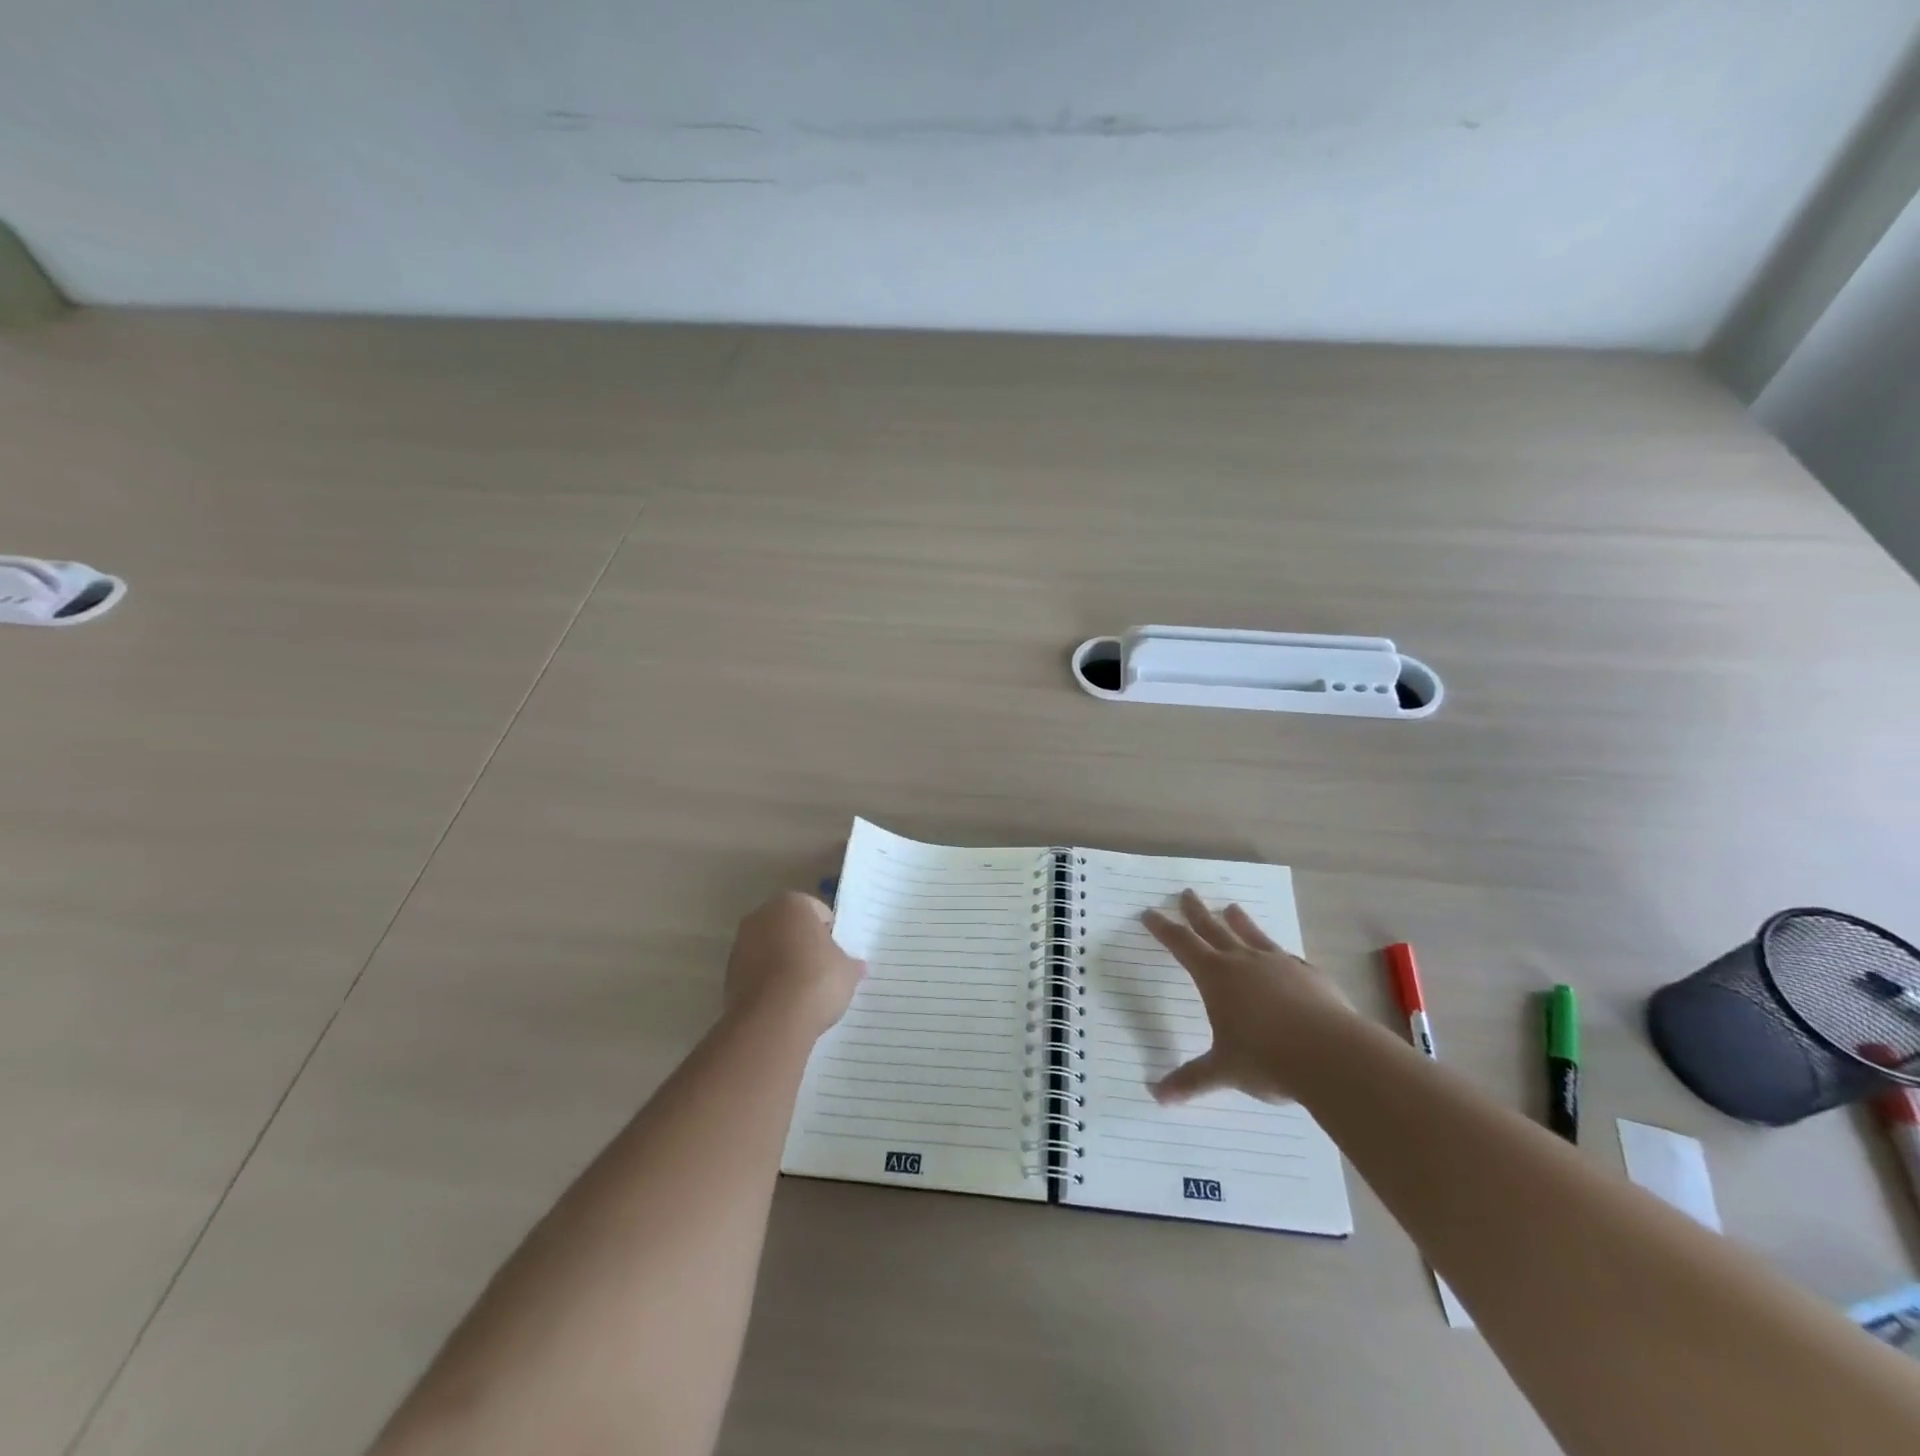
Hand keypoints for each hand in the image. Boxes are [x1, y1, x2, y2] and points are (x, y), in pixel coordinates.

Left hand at [724, 892, 864, 1038]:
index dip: (830, 934)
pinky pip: (756, 974)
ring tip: (802, 992)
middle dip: (802, 945)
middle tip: (821, 971)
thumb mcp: (847, 971)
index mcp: (791, 903)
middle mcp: (760, 916)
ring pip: (770, 950)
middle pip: (789, 928)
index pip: (818, 912)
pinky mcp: (728, 976)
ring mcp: (740, 946)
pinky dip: (768, 984)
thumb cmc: (817, 980)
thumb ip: (850, 963)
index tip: (836, 956)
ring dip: (783, 964)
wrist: (773, 1020)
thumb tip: (857, 966)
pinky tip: (784, 1004)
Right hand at [1142, 890, 1352, 1103]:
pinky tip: (1281, 955)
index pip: (1181, 944)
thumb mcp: (1223, 1071)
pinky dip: (1276, 952)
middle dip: (1196, 912)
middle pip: (1214, 928)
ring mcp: (1279, 964)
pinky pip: (1286, 956)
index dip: (1163, 928)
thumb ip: (1191, 1080)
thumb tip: (1156, 1096)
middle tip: (1186, 893)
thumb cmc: (1266, 1059)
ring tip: (1231, 907)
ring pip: (1252, 935)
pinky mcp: (1309, 975)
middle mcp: (1244, 962)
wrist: (1333, 1055)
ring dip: (1239, 921)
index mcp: (1216, 976)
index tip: (1149, 913)